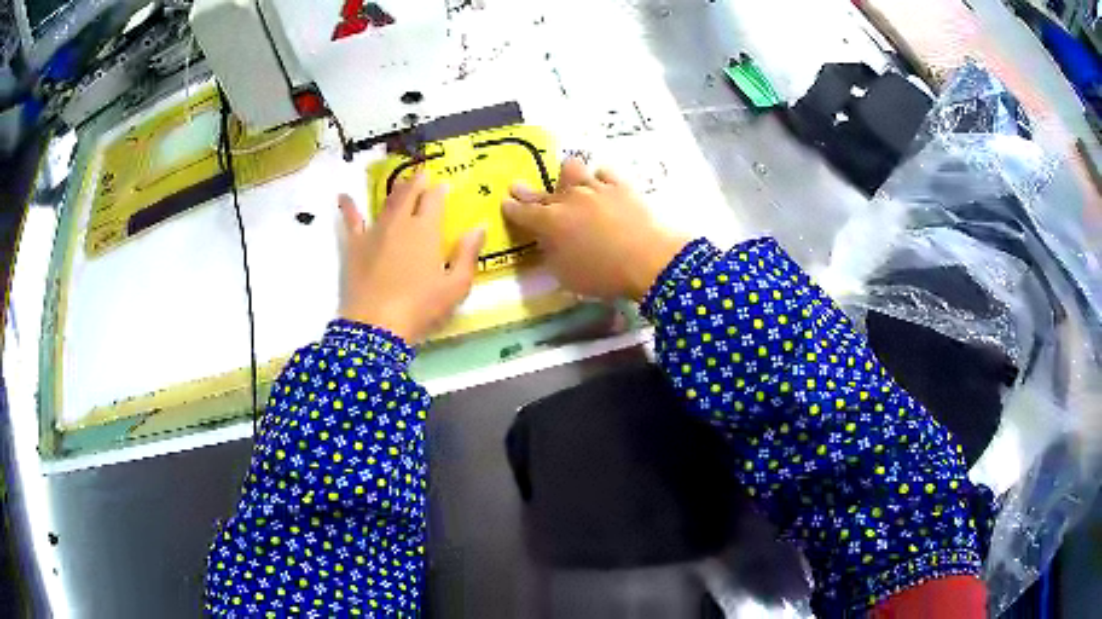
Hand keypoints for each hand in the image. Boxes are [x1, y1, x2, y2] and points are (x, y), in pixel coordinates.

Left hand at [338, 172, 484, 343]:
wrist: (377, 325)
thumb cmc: (421, 307)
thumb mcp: (456, 286)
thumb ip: (467, 254)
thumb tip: (479, 227)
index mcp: (426, 230)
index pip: (434, 200)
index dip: (439, 190)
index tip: (444, 185)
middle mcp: (400, 223)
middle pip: (409, 195)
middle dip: (417, 182)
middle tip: (423, 175)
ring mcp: (375, 232)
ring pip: (386, 203)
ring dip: (395, 190)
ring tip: (401, 182)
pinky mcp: (355, 246)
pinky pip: (351, 221)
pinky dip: (348, 207)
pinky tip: (342, 196)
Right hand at [502, 158, 688, 300]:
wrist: (648, 260)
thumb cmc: (603, 275)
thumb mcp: (566, 275)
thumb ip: (552, 255)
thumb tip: (548, 242)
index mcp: (550, 222)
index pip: (523, 212)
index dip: (511, 208)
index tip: (505, 202)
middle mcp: (568, 199)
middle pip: (543, 191)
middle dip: (527, 191)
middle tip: (519, 186)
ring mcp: (595, 188)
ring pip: (572, 169)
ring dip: (567, 177)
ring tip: (570, 183)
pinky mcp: (621, 186)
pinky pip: (604, 172)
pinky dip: (600, 178)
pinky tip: (602, 185)